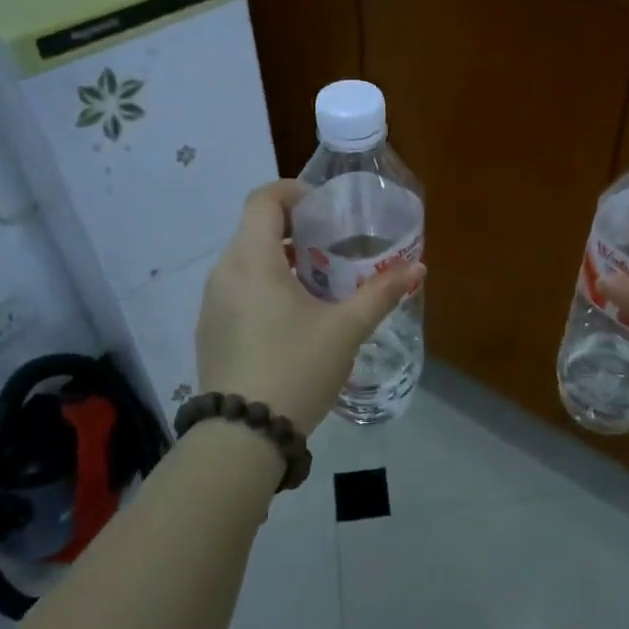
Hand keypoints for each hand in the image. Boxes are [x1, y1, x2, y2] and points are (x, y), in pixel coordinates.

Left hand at [196, 180, 422, 436]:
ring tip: (319, 288)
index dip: (295, 192)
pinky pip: (238, 291)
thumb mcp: (345, 330)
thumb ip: (381, 294)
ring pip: (247, 262)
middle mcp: (224, 272)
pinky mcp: (209, 330)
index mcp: (252, 260)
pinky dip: (265, 289)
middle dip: (296, 232)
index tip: (327, 211)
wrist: (243, 435)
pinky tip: (293, 322)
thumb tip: (418, 268)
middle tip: (334, 251)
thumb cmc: (296, 369)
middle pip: (256, 229)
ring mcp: (211, 304)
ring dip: (282, 263)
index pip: (264, 198)